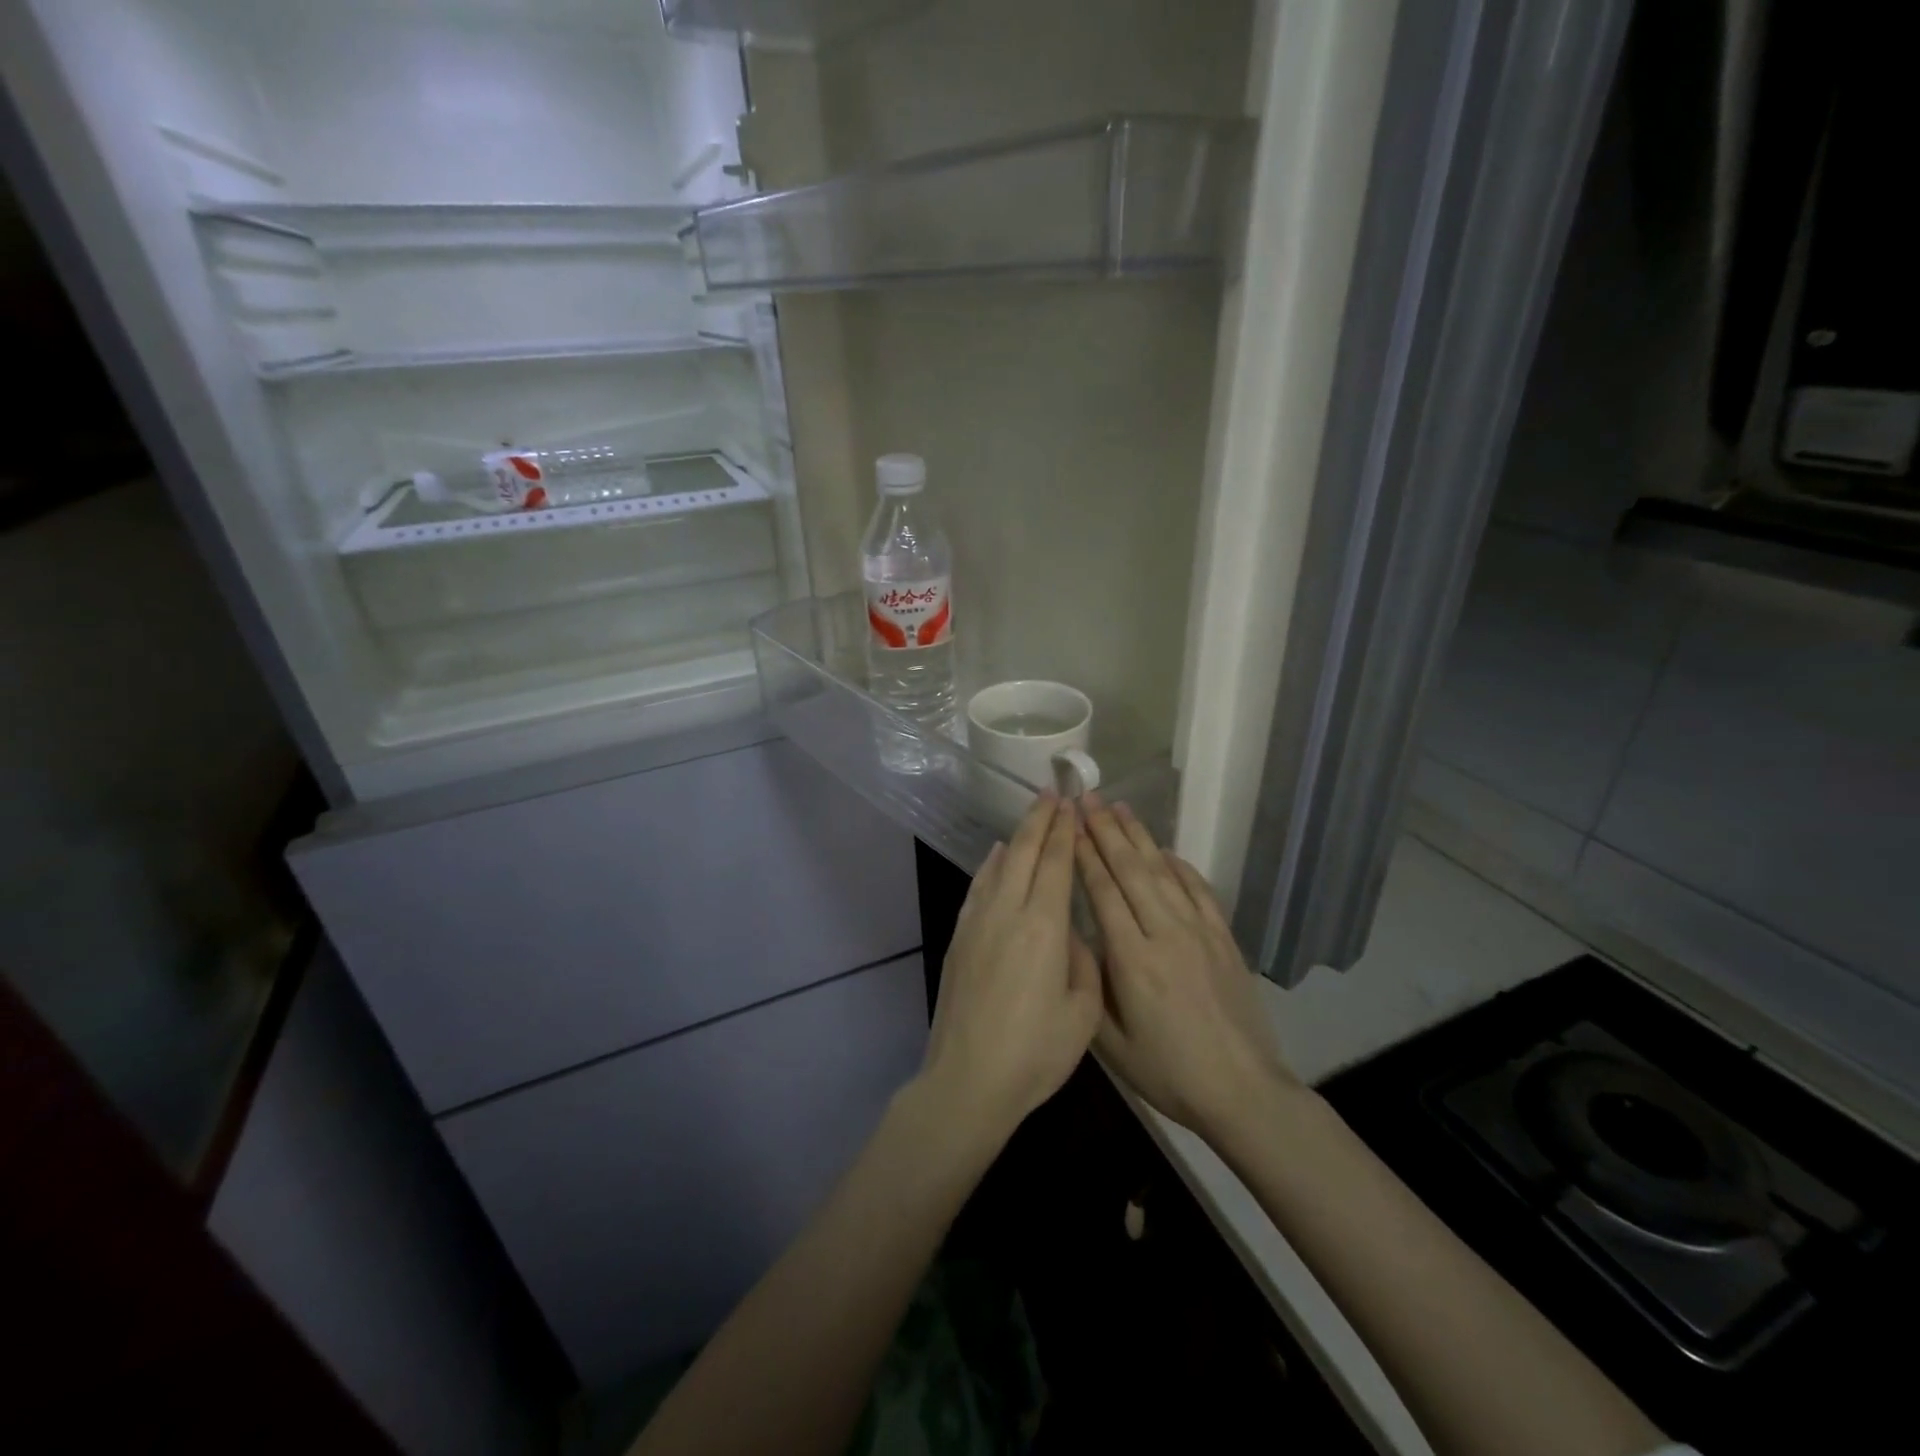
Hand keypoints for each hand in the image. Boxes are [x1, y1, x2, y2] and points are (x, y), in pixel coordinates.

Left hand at [919, 796, 1102, 1145]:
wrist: (969, 1079)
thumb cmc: (1035, 1053)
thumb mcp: (1083, 1013)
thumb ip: (1084, 962)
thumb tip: (1072, 934)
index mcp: (1045, 927)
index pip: (1056, 864)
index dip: (1064, 831)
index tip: (1070, 805)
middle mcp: (1008, 912)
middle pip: (1024, 853)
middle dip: (1040, 820)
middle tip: (1052, 793)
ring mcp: (978, 922)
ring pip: (999, 864)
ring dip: (1016, 836)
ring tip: (1031, 815)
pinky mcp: (960, 937)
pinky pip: (978, 887)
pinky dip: (990, 864)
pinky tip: (995, 855)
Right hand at [1075, 796, 1297, 1140]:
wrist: (1243, 1091)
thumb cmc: (1169, 1072)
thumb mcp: (1110, 1044)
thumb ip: (1088, 985)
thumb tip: (1074, 939)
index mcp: (1133, 960)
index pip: (1103, 892)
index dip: (1085, 854)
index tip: (1070, 824)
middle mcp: (1166, 934)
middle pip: (1132, 870)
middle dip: (1107, 831)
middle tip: (1089, 798)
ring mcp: (1200, 932)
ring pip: (1164, 872)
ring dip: (1140, 837)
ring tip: (1120, 807)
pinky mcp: (1224, 938)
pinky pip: (1199, 890)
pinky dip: (1180, 865)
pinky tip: (1165, 850)